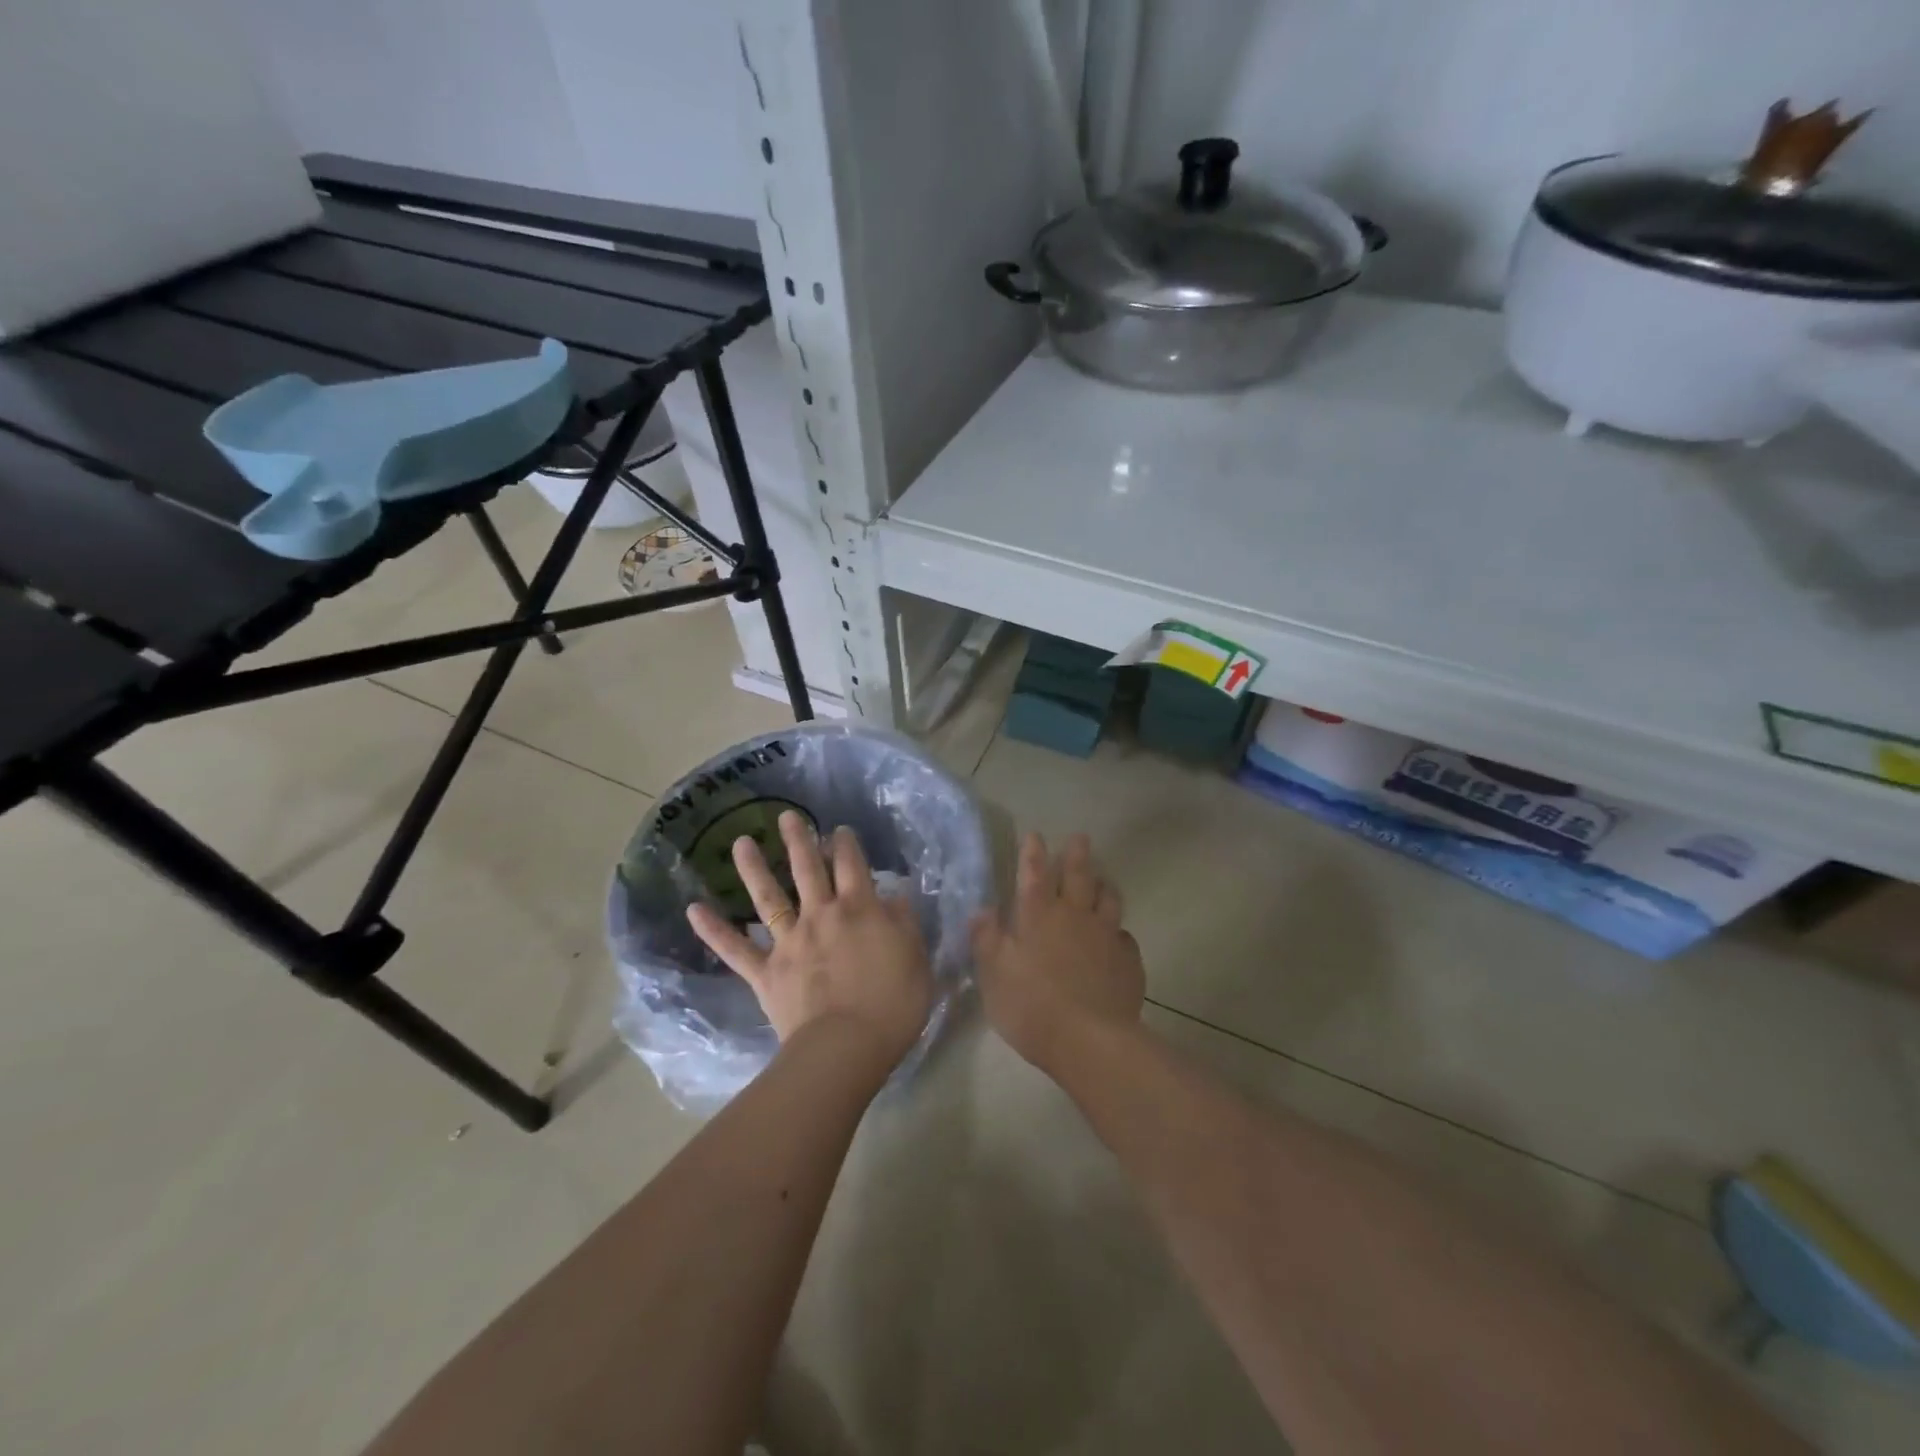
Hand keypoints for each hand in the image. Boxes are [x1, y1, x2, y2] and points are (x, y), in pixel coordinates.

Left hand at [688, 810, 933, 1073]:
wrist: (846, 1046)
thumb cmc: (892, 1005)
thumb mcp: (916, 958)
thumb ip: (905, 923)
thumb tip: (896, 896)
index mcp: (860, 909)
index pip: (852, 865)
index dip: (846, 844)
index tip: (839, 830)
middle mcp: (822, 915)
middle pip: (808, 869)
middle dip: (798, 840)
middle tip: (786, 817)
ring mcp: (790, 942)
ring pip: (769, 898)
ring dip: (754, 868)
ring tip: (741, 842)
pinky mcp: (766, 972)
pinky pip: (735, 949)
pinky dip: (714, 930)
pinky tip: (694, 909)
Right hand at [972, 832, 1144, 1073]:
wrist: (1090, 1041)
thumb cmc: (1031, 1006)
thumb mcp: (994, 974)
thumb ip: (986, 939)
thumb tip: (981, 909)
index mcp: (1039, 916)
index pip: (1034, 874)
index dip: (1033, 852)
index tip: (1034, 834)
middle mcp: (1074, 916)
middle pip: (1078, 876)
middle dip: (1077, 854)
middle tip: (1080, 838)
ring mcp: (1106, 936)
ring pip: (1108, 899)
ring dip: (1103, 885)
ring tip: (1102, 880)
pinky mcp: (1128, 961)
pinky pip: (1125, 937)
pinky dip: (1119, 932)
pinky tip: (1117, 938)